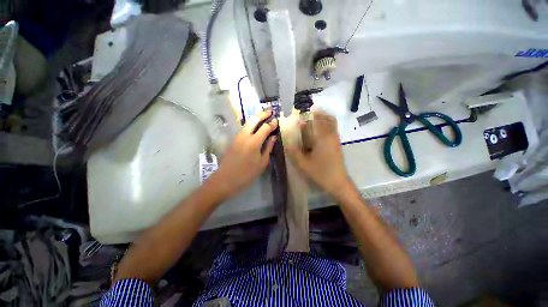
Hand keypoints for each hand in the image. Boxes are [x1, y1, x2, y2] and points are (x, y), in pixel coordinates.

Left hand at [209, 110, 277, 197]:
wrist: (226, 179)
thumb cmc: (247, 174)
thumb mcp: (262, 163)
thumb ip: (268, 148)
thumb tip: (273, 137)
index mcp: (254, 142)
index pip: (265, 127)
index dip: (272, 123)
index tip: (277, 121)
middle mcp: (245, 136)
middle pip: (253, 118)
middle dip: (262, 113)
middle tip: (270, 112)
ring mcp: (238, 137)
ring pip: (247, 122)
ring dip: (256, 117)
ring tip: (264, 117)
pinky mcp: (234, 140)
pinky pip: (244, 128)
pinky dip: (251, 124)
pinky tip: (256, 127)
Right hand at [286, 110, 349, 195]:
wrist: (338, 183)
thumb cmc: (320, 172)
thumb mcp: (303, 164)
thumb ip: (294, 152)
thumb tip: (287, 142)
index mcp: (322, 138)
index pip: (316, 120)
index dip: (309, 114)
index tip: (301, 113)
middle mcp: (331, 135)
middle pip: (326, 118)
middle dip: (317, 113)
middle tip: (307, 114)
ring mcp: (336, 140)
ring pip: (331, 123)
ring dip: (323, 118)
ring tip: (312, 119)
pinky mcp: (337, 144)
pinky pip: (333, 129)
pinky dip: (327, 125)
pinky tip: (318, 130)